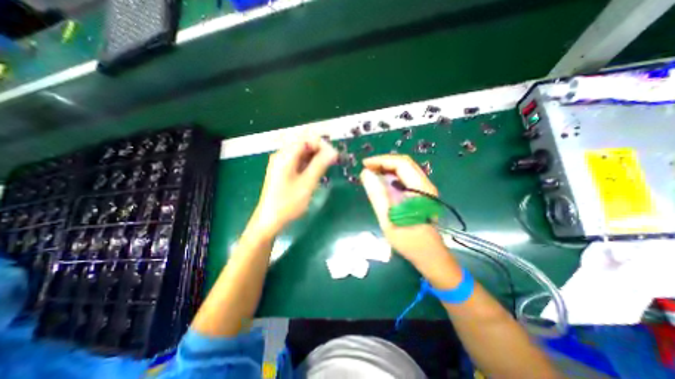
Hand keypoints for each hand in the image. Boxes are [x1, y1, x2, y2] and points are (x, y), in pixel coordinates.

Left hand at [249, 134, 337, 238]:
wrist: (269, 220)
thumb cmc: (288, 203)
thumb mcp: (307, 183)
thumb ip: (320, 165)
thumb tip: (333, 151)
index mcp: (285, 156)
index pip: (306, 139)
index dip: (322, 144)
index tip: (333, 155)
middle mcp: (281, 155)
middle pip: (303, 144)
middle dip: (319, 150)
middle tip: (331, 162)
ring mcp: (281, 163)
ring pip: (301, 153)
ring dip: (315, 157)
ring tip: (325, 167)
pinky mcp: (282, 171)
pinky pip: (297, 161)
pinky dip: (308, 163)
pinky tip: (315, 171)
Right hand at [361, 155, 455, 272]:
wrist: (429, 256)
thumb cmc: (409, 240)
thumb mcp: (388, 218)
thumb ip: (377, 195)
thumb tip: (365, 174)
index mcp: (420, 189)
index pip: (401, 163)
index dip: (381, 160)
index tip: (364, 165)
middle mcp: (425, 185)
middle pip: (404, 163)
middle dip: (383, 163)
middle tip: (366, 169)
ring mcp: (425, 189)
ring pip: (405, 170)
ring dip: (387, 169)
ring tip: (371, 175)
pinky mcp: (421, 195)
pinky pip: (405, 179)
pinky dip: (392, 177)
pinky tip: (382, 184)